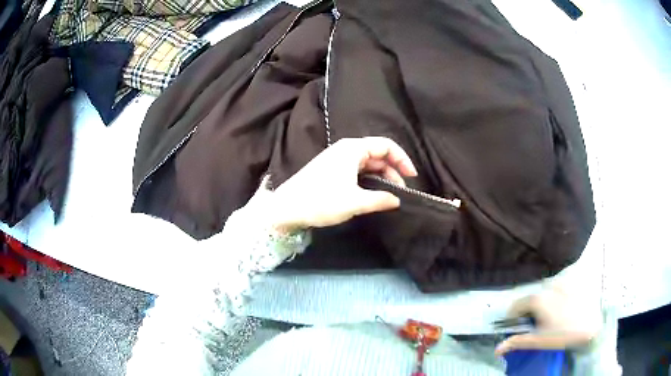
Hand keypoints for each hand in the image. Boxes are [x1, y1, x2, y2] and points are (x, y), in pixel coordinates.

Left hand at [271, 137, 417, 229]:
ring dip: (381, 177)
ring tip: (388, 195)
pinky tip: (372, 193)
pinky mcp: (332, 169)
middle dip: (392, 171)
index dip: (402, 159)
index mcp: (353, 149)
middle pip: (378, 154)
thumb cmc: (321, 201)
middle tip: (400, 192)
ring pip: (368, 163)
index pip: (386, 145)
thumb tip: (397, 200)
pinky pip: (357, 170)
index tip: (412, 177)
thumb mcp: (354, 202)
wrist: (286, 208)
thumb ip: (380, 199)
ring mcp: (337, 159)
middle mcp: (346, 149)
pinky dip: (368, 179)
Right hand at [495, 285, 602, 355]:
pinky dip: (557, 296)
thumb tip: (496, 349)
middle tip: (540, 325)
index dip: (514, 319)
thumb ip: (516, 342)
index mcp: (537, 299)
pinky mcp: (573, 280)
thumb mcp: (538, 341)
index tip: (520, 328)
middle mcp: (548, 284)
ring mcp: (562, 280)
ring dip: (544, 302)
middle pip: (531, 298)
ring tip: (555, 316)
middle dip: (531, 311)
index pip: (515, 306)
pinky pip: (559, 287)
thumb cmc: (563, 334)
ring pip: (545, 291)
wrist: (592, 324)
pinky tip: (566, 307)